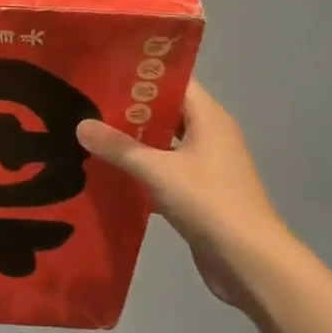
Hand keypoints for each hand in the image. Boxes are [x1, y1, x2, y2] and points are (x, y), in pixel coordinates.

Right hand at [78, 79, 295, 307]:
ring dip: (132, 140)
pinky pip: (164, 169)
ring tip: (90, 132)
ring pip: (163, 142)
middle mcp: (210, 135)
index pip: (174, 81)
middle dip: (129, 107)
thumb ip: (118, 147)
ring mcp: (206, 165)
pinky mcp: (198, 193)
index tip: (103, 69)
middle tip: (86, 101)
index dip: (141, 73)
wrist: (250, 263)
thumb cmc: (210, 203)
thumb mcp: (158, 171)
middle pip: (166, 110)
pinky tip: (109, 171)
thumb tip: (80, 124)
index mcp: (209, 118)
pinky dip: (140, 168)